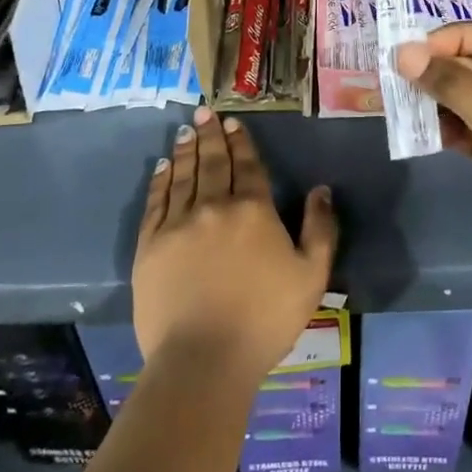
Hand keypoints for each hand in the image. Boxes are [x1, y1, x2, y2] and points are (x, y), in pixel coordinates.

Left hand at [133, 106, 338, 380]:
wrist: (204, 360)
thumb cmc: (265, 318)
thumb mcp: (312, 275)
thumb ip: (320, 228)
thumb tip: (321, 189)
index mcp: (254, 210)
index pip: (247, 165)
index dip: (241, 142)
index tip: (233, 122)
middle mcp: (214, 206)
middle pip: (213, 162)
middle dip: (210, 135)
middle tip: (204, 111)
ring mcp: (178, 224)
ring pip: (183, 176)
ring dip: (186, 150)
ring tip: (186, 131)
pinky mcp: (150, 246)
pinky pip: (155, 203)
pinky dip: (160, 181)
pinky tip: (163, 167)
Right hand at [396, 22, 471, 300]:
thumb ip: (449, 81)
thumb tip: (403, 53)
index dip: (456, 36)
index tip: (417, 48)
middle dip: (442, 66)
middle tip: (401, 72)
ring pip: (469, 93)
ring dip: (438, 94)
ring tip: (405, 99)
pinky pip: (465, 123)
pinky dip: (445, 123)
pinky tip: (422, 129)